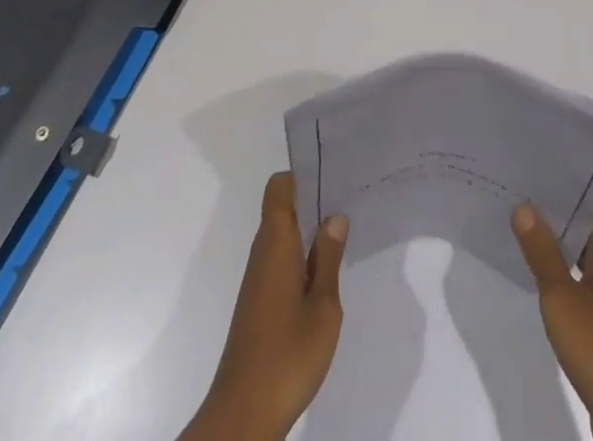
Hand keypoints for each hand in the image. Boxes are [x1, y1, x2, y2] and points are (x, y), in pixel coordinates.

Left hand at [180, 173, 347, 440]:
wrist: (243, 416)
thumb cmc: (287, 355)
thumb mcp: (323, 307)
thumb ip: (329, 258)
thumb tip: (334, 216)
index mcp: (276, 243)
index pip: (280, 188)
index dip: (303, 175)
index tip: (332, 176)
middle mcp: (262, 253)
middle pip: (282, 209)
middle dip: (313, 202)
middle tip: (349, 201)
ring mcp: (258, 280)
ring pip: (283, 237)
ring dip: (308, 233)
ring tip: (343, 236)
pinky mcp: (257, 304)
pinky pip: (280, 262)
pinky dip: (301, 258)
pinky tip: (324, 275)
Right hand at [512, 204, 592, 440]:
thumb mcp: (562, 297)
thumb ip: (542, 251)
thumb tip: (524, 206)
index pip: (589, 197)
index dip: (560, 182)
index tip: (529, 167)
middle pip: (587, 222)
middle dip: (554, 210)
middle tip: (514, 191)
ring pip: (586, 250)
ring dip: (558, 241)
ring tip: (518, 222)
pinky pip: (588, 277)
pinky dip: (565, 269)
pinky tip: (537, 269)